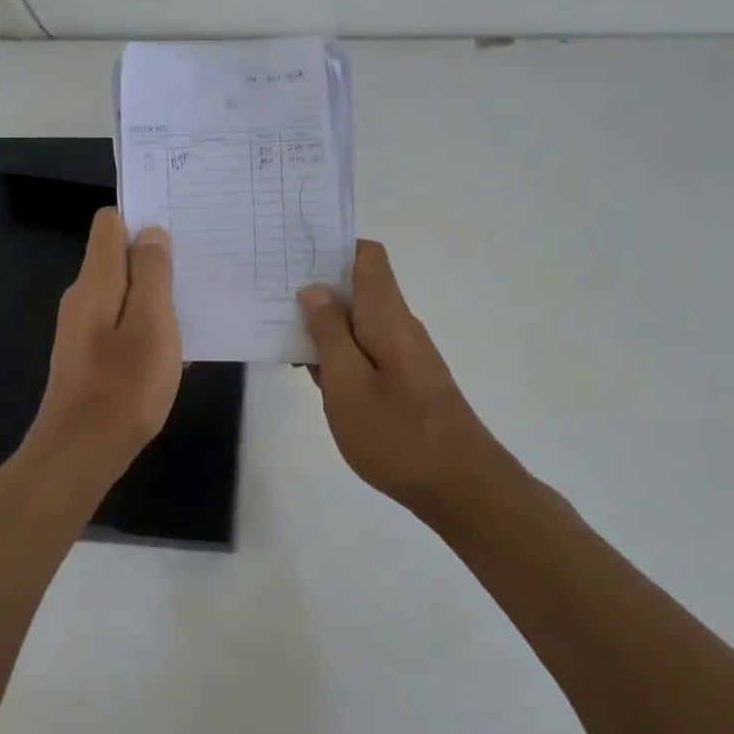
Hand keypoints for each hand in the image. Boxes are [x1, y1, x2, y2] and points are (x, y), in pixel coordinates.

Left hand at [28, 208, 181, 470]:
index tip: (180, 230)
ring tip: (196, 305)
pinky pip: (122, 324)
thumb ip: (152, 274)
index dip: (143, 220)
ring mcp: (83, 329)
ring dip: (156, 295)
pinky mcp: (90, 356)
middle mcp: (83, 298)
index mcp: (96, 281)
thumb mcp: (151, 324)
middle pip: (118, 257)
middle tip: (199, 268)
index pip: (110, 224)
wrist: (81, 452)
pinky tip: (175, 348)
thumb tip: (151, 232)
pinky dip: (147, 326)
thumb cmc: (124, 387)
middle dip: (156, 258)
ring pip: (124, 293)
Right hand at [300, 240, 509, 515]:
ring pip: (361, 323)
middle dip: (320, 288)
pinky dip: (341, 353)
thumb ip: (329, 333)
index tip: (294, 256)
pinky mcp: (408, 382)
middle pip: (361, 288)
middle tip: (273, 298)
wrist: (460, 485)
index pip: (368, 257)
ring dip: (326, 325)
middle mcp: (401, 326)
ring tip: (282, 335)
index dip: (333, 247)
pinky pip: (369, 351)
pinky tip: (316, 375)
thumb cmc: (396, 433)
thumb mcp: (347, 383)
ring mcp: (407, 356)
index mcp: (386, 316)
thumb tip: (316, 289)